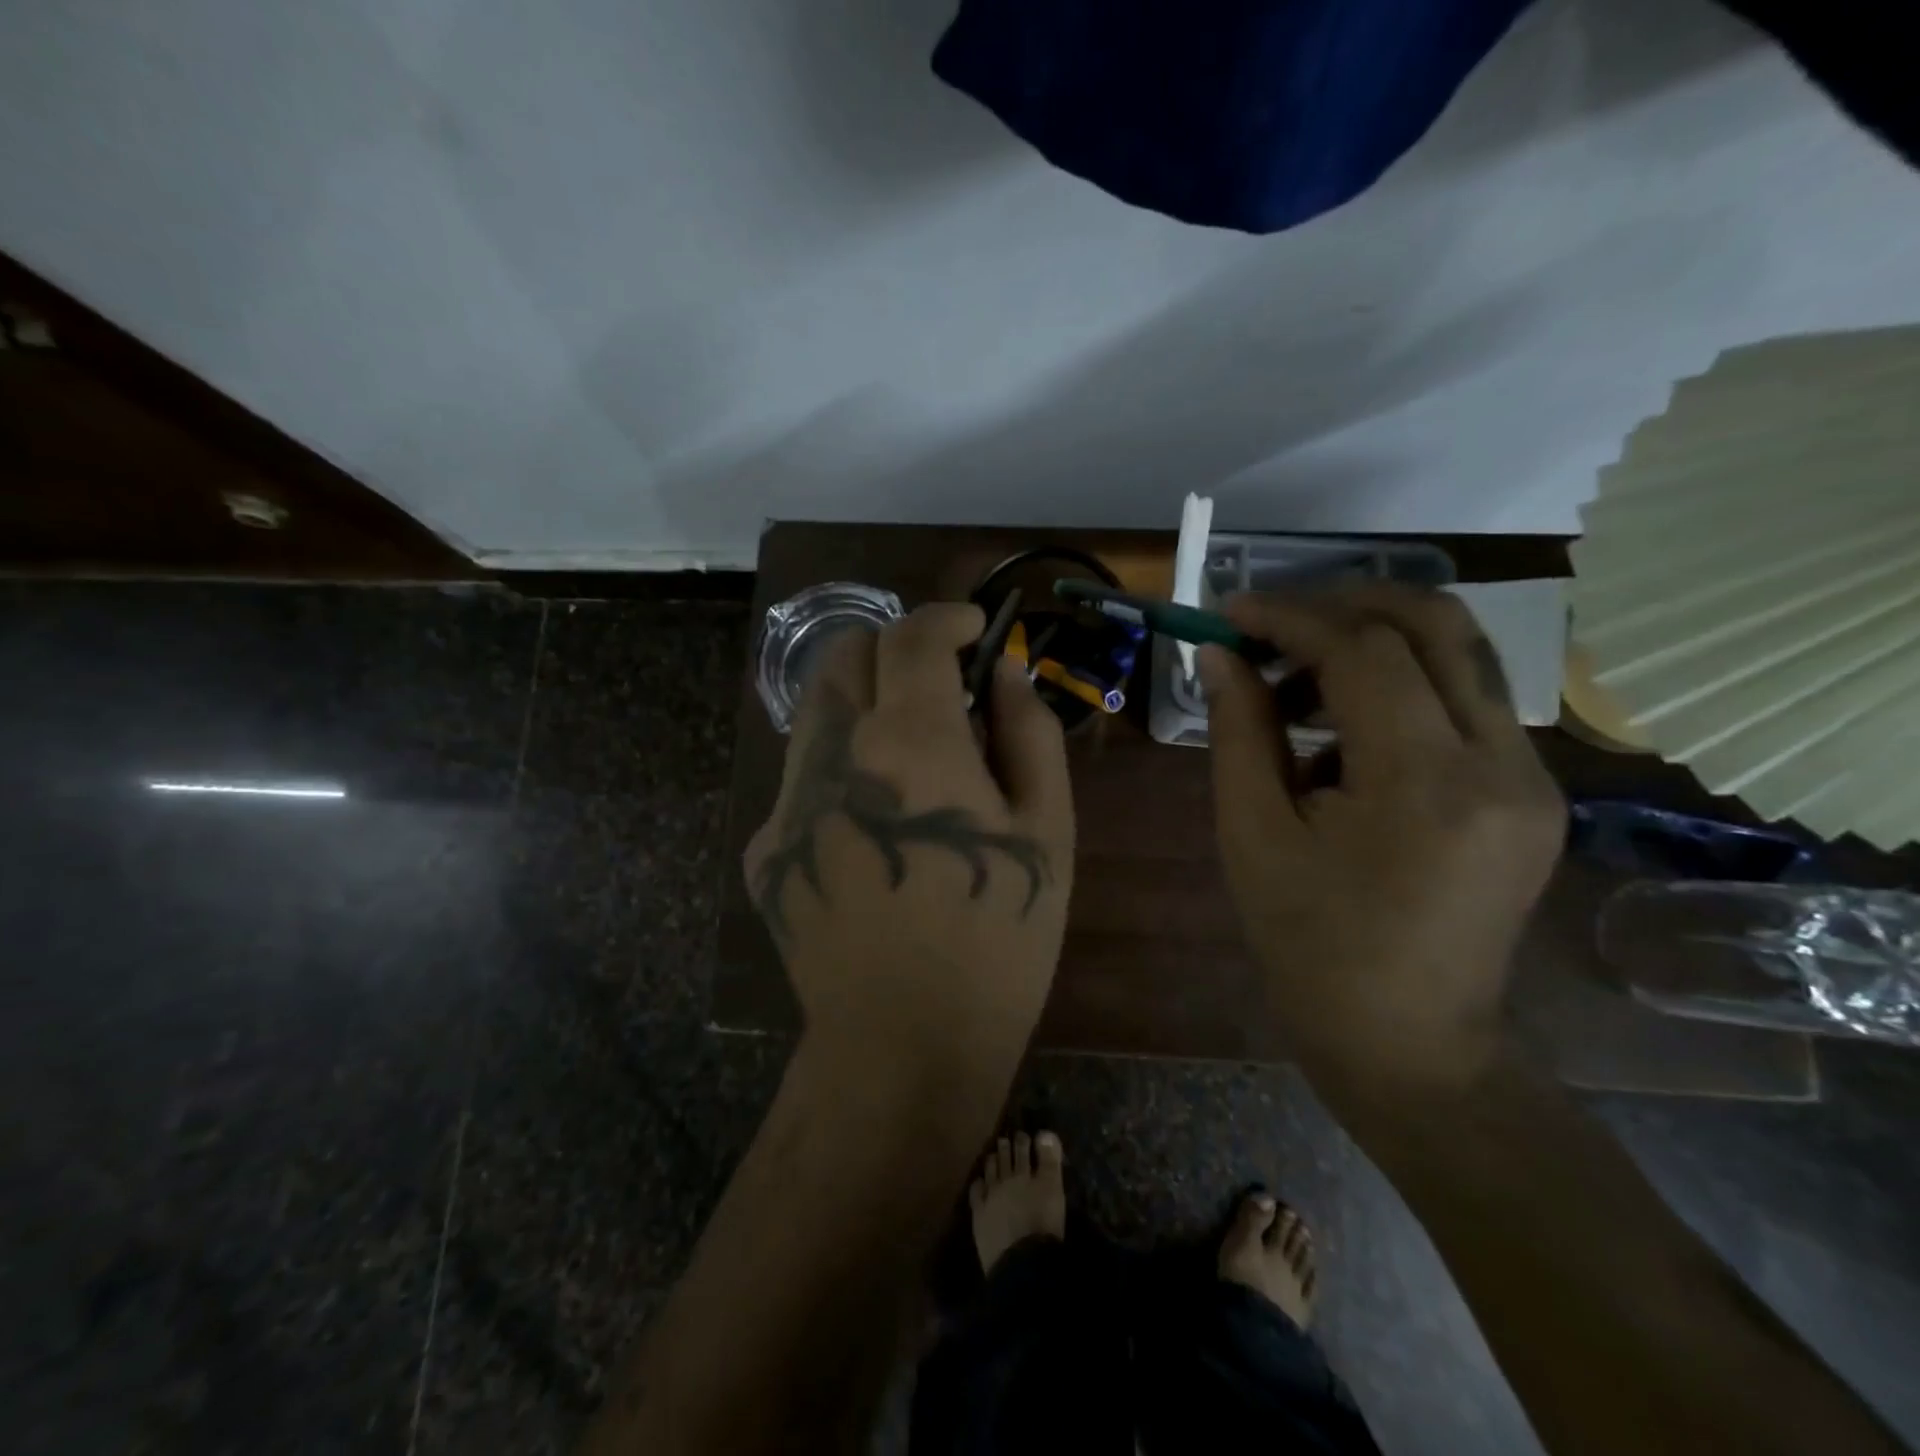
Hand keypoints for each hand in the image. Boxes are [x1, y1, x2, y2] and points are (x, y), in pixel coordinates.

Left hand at [745, 603, 1074, 1063]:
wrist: (904, 1045)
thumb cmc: (998, 938)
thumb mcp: (1047, 830)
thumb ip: (1029, 732)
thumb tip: (1005, 671)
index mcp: (909, 744)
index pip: (912, 636)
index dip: (948, 618)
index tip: (976, 630)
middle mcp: (833, 755)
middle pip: (844, 654)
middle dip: (894, 647)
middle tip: (940, 682)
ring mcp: (786, 802)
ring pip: (817, 711)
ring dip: (866, 704)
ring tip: (914, 755)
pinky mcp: (766, 847)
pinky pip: (803, 776)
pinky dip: (844, 767)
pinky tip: (878, 826)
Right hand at [1198, 583, 1565, 1090]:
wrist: (1409, 1043)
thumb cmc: (1309, 947)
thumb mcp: (1252, 834)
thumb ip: (1239, 730)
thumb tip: (1219, 654)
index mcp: (1427, 784)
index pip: (1365, 650)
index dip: (1290, 616)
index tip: (1229, 613)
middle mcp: (1503, 764)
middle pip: (1437, 623)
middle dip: (1343, 603)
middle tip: (1271, 625)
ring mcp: (1531, 778)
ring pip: (1458, 656)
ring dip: (1369, 646)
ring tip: (1291, 691)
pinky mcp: (1531, 793)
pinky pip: (1463, 704)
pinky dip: (1396, 691)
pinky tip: (1338, 740)